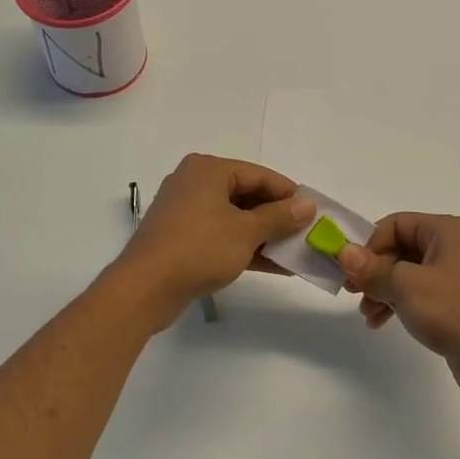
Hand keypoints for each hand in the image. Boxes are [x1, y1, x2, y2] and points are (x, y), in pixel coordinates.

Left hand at [110, 155, 313, 327]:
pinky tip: (275, 266)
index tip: (314, 212)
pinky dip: (246, 248)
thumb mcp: (246, 232)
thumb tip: (307, 205)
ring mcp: (186, 212)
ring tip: (296, 253)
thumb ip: (279, 217)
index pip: (259, 175)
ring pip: (235, 218)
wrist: (145, 288)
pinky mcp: (182, 239)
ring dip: (265, 236)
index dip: (289, 193)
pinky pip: (222, 236)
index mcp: (208, 170)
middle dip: (278, 217)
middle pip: (247, 195)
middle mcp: (194, 183)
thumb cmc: (198, 249)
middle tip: (307, 233)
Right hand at [338, 213, 459, 400]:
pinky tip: (380, 322)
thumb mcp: (404, 285)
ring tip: (367, 314)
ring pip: (405, 273)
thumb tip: (343, 251)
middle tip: (353, 293)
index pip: (395, 224)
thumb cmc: (452, 310)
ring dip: (381, 290)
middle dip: (373, 271)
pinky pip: (417, 293)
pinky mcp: (454, 301)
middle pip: (399, 248)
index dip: (369, 245)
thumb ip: (371, 268)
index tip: (351, 272)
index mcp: (446, 230)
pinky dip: (397, 303)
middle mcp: (452, 246)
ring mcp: (455, 275)